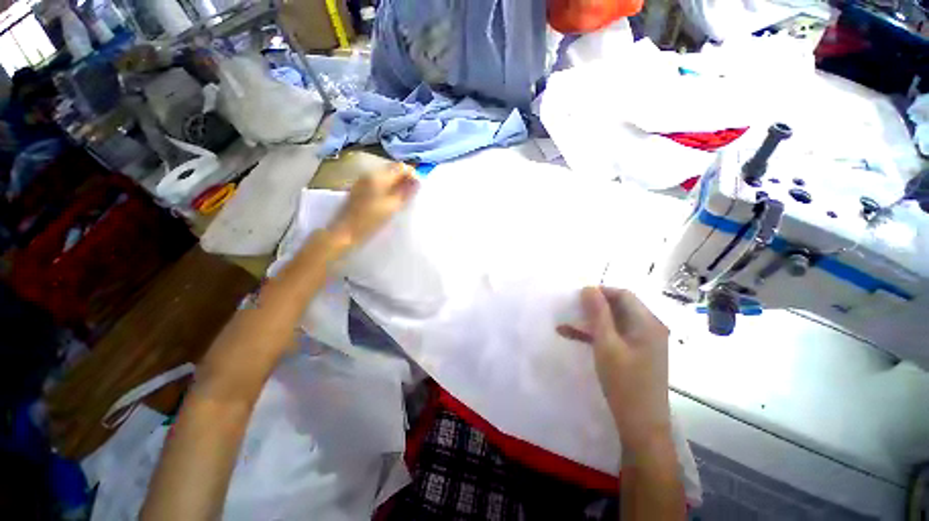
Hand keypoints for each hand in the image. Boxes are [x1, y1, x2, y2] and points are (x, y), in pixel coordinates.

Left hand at [327, 163, 418, 248]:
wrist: (345, 232)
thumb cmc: (370, 220)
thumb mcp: (392, 206)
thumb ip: (406, 192)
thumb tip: (418, 181)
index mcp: (378, 177)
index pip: (400, 167)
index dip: (412, 174)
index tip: (418, 187)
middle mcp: (370, 174)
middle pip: (393, 170)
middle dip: (405, 179)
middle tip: (413, 193)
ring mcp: (363, 181)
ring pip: (386, 177)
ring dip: (397, 184)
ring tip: (404, 198)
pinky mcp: (360, 190)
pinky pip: (379, 183)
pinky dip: (388, 188)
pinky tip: (390, 200)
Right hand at [557, 287, 671, 452]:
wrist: (641, 425)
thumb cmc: (624, 382)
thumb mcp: (606, 344)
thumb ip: (598, 313)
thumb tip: (588, 288)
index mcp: (647, 323)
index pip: (623, 294)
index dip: (600, 292)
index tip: (577, 297)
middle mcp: (649, 328)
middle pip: (618, 307)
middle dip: (592, 306)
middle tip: (569, 309)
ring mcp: (643, 342)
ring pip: (613, 322)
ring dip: (590, 321)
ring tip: (564, 324)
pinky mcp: (635, 353)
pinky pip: (614, 336)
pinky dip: (595, 334)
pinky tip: (573, 336)